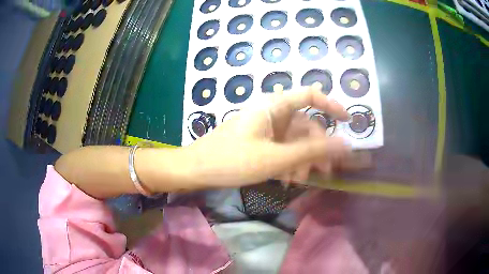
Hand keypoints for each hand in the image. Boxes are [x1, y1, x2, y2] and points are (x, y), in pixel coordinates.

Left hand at [179, 86, 368, 187]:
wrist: (196, 170)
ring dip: (301, 160)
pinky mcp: (259, 141)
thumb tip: (346, 144)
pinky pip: (282, 149)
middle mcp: (271, 113)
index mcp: (274, 106)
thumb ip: (312, 150)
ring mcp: (265, 128)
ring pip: (295, 141)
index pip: (310, 95)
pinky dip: (288, 163)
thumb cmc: (232, 161)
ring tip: (297, 181)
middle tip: (323, 172)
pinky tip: (284, 180)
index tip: (348, 122)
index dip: (331, 105)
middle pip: (305, 125)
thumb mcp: (276, 158)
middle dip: (316, 149)